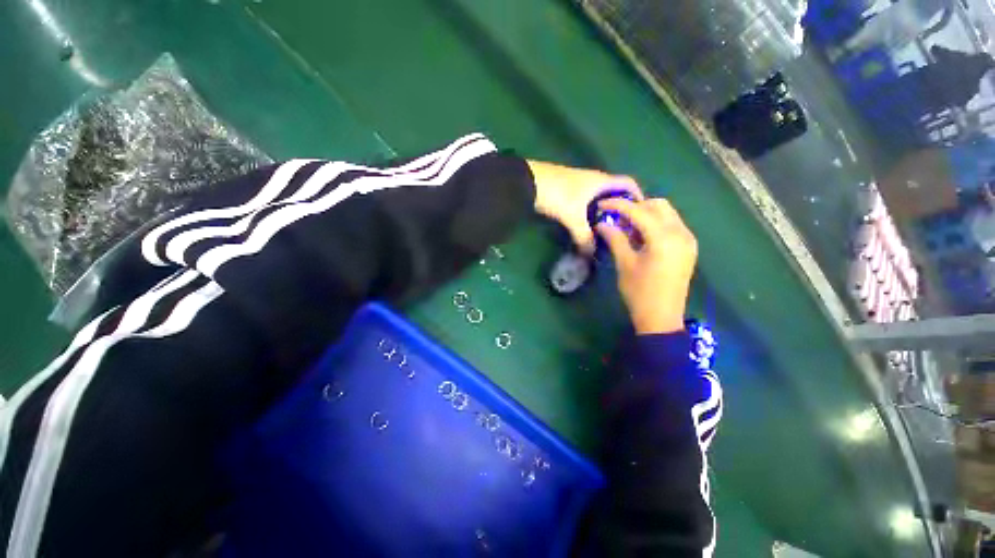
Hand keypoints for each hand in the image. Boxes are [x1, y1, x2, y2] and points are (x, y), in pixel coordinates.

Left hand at [527, 160, 641, 254]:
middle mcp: (594, 178)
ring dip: (603, 210)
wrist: (528, 182)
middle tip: (622, 228)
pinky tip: (585, 223)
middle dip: (620, 208)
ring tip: (605, 229)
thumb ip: (584, 237)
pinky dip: (590, 210)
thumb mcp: (573, 218)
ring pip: (598, 196)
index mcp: (601, 181)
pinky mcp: (567, 188)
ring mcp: (579, 182)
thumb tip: (590, 255)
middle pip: (614, 192)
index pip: (629, 183)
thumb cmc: (556, 195)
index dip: (638, 196)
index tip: (641, 215)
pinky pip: (586, 200)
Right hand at [596, 198, 697, 334]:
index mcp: (664, 238)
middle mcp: (681, 233)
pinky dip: (656, 224)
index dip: (619, 205)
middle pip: (659, 206)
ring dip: (647, 214)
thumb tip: (602, 224)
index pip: (640, 211)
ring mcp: (688, 240)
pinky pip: (672, 225)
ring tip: (627, 226)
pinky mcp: (688, 248)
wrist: (662, 317)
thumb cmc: (639, 292)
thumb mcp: (624, 264)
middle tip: (616, 216)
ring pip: (668, 214)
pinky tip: (642, 235)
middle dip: (636, 207)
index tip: (602, 203)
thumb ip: (615, 239)